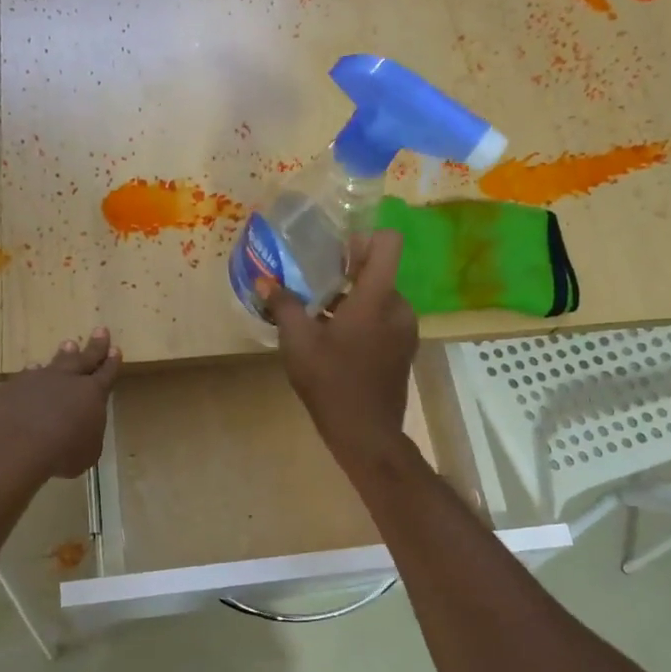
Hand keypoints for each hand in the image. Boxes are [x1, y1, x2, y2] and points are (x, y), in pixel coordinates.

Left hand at [0, 329, 122, 480]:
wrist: (14, 445)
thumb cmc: (61, 453)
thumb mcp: (88, 452)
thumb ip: (88, 434)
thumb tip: (83, 428)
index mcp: (92, 394)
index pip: (106, 373)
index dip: (112, 362)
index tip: (116, 349)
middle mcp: (67, 380)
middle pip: (84, 358)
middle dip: (95, 345)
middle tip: (100, 330)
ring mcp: (38, 379)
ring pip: (55, 362)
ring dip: (63, 354)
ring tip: (68, 344)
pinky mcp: (13, 386)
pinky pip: (27, 375)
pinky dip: (33, 373)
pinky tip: (32, 370)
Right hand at [260, 229, 416, 467]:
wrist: (365, 433)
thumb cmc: (331, 381)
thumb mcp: (298, 342)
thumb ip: (284, 305)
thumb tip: (265, 281)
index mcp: (377, 298)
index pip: (388, 243)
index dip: (363, 238)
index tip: (335, 254)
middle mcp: (399, 307)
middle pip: (379, 272)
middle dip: (347, 274)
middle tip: (314, 286)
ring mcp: (405, 331)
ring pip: (380, 298)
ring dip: (353, 300)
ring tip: (319, 318)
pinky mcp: (404, 350)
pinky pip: (384, 320)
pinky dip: (363, 321)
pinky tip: (335, 342)